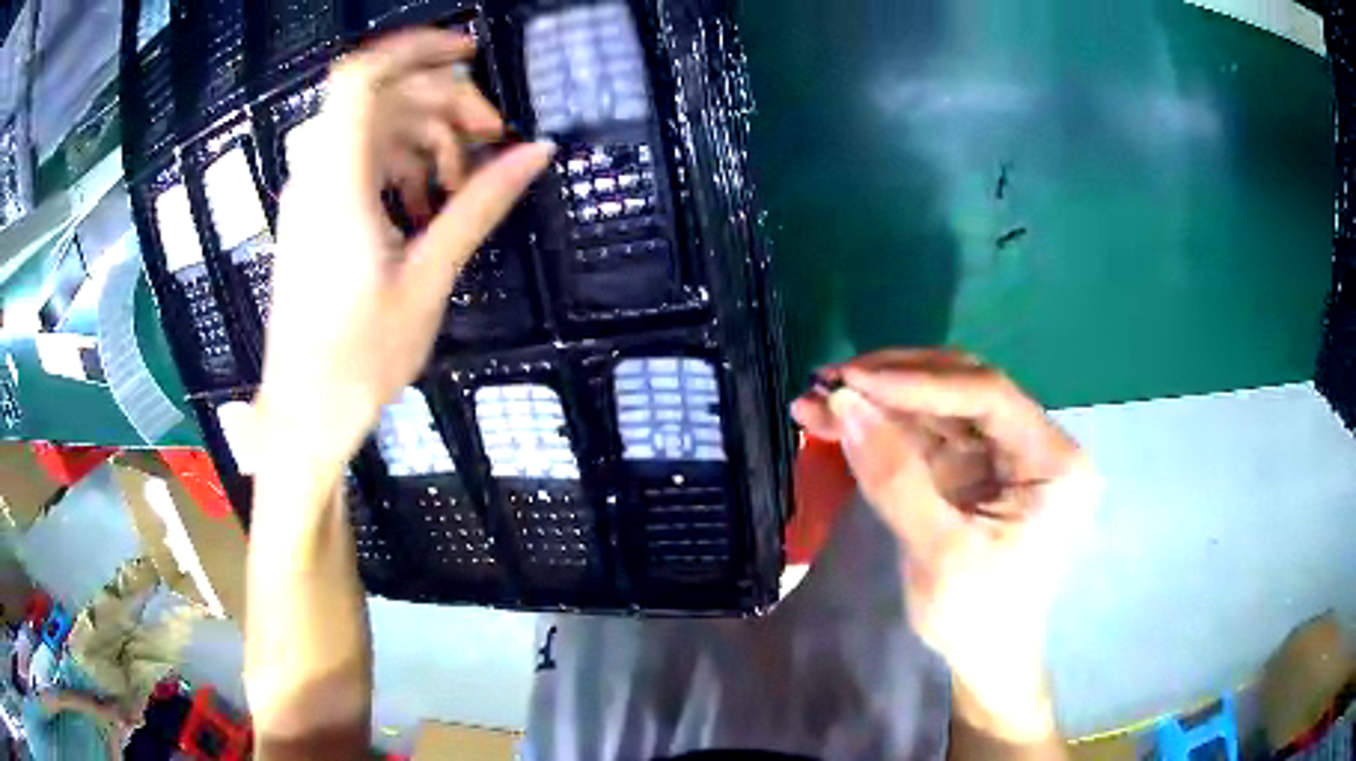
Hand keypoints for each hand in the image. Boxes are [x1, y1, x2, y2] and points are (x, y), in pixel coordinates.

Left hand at [255, 30, 554, 473]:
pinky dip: (401, 163)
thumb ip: (479, 204)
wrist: (304, 412)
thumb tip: (536, 151)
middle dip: (442, 102)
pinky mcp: (314, 214)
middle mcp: (316, 175)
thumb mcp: (428, 278)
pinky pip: (360, 161)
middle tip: (492, 138)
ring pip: (373, 128)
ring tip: (464, 180)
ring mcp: (311, 194)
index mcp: (337, 183)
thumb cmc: (359, 358)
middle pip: (381, 98)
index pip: (362, 78)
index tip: (470, 54)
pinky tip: (429, 202)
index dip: (414, 48)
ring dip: (426, 136)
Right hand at [792, 350, 1098, 741]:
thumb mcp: (941, 554)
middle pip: (963, 389)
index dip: (919, 381)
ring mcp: (1000, 455)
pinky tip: (834, 423)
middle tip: (828, 381)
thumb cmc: (979, 616)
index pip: (989, 396)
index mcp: (1053, 461)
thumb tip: (844, 403)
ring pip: (936, 407)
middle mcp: (1032, 444)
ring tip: (815, 400)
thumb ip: (896, 478)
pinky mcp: (970, 470)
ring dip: (877, 402)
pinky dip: (879, 428)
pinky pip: (923, 435)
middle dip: (893, 383)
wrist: (983, 659)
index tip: (852, 380)